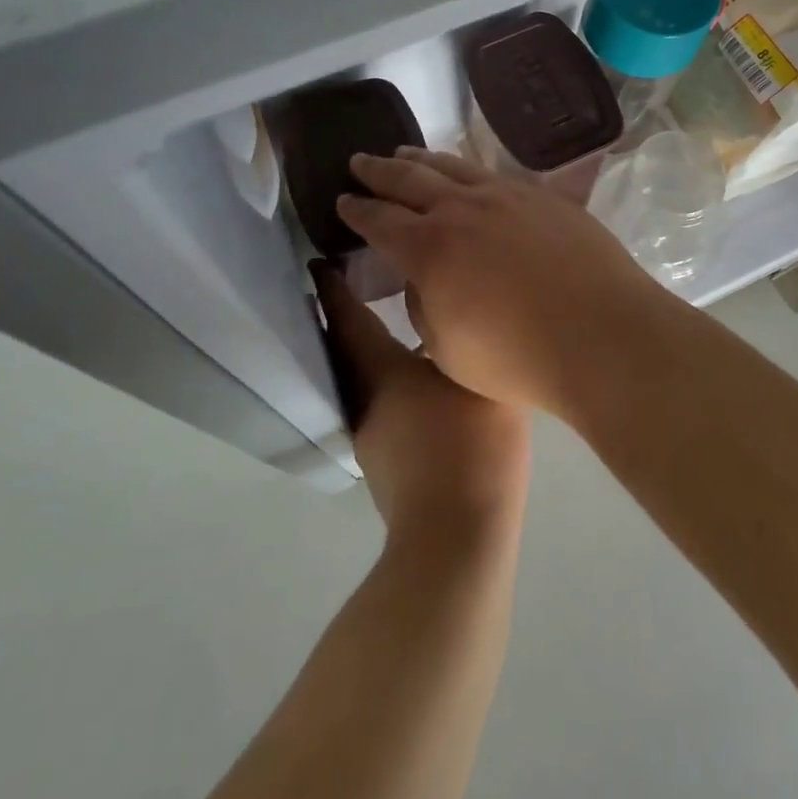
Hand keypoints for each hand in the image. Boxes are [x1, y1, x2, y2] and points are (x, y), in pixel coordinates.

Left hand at [314, 262, 529, 542]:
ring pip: (364, 377)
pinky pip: (381, 401)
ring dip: (370, 349)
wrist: (457, 537)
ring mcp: (373, 435)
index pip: (346, 318)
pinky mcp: (387, 462)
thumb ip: (467, 339)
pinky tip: (419, 379)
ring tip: (394, 324)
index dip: (332, 288)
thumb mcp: (478, 376)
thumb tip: (459, 315)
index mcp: (380, 370)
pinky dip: (390, 378)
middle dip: (348, 314)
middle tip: (361, 281)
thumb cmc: (468, 443)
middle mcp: (365, 398)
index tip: (319, 261)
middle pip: (348, 347)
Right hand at [335, 148, 673, 416]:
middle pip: (409, 179)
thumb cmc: (517, 358)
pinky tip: (468, 174)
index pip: (379, 220)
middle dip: (378, 171)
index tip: (342, 201)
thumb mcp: (447, 347)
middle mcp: (462, 209)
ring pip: (453, 167)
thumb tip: (425, 277)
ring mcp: (507, 196)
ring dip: (422, 160)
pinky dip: (468, 171)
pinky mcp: (543, 197)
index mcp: (429, 248)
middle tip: (359, 162)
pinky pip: (494, 175)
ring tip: (405, 154)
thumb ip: (425, 305)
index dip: (356, 210)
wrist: (602, 334)